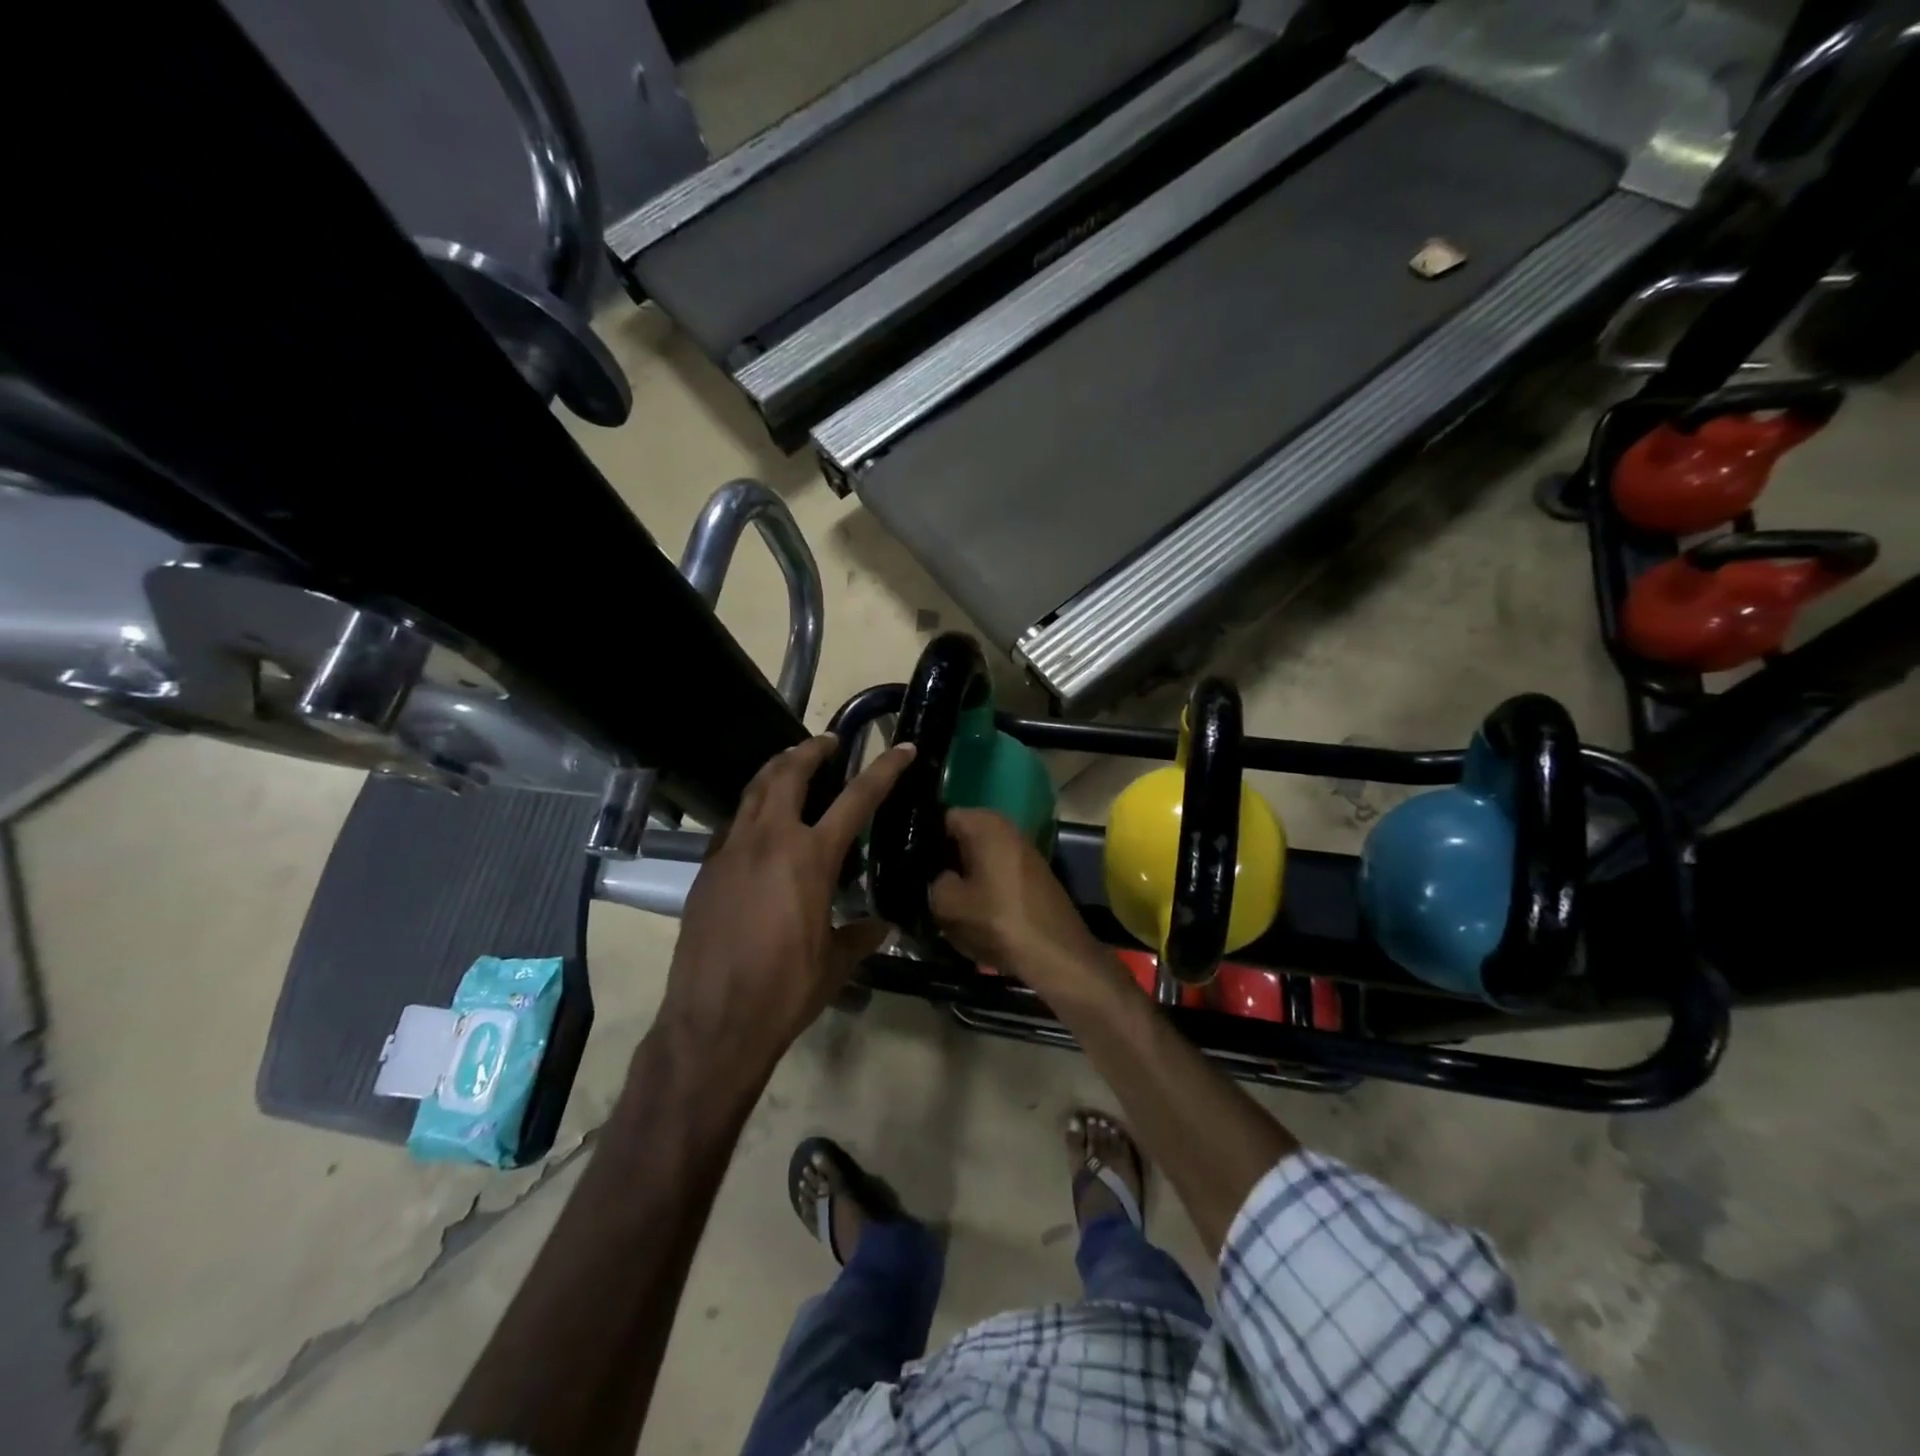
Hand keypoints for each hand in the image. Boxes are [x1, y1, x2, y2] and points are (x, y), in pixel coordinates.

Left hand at [657, 735, 914, 1067]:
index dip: (884, 769)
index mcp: (810, 857)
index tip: (902, 748)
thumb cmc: (785, 990)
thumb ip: (860, 935)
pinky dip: (751, 810)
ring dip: (776, 770)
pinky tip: (758, 826)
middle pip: (789, 773)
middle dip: (811, 750)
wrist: (713, 1021)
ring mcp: (730, 852)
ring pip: (753, 790)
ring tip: (791, 765)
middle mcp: (769, 841)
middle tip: (828, 742)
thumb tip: (882, 925)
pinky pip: (732, 825)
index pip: (856, 798)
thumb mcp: (835, 962)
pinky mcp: (705, 871)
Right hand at [929, 809, 1113, 997]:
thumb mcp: (948, 905)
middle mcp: (1007, 828)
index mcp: (985, 823)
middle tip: (925, 887)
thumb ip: (934, 883)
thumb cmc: (998, 920)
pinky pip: (997, 874)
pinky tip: (974, 913)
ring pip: (979, 859)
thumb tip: (939, 878)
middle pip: (962, 838)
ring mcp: (1023, 851)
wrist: (1056, 953)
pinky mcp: (1033, 875)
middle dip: (944, 860)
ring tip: (946, 904)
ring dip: (964, 878)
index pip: (942, 819)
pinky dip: (984, 889)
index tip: (911, 864)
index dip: (924, 841)